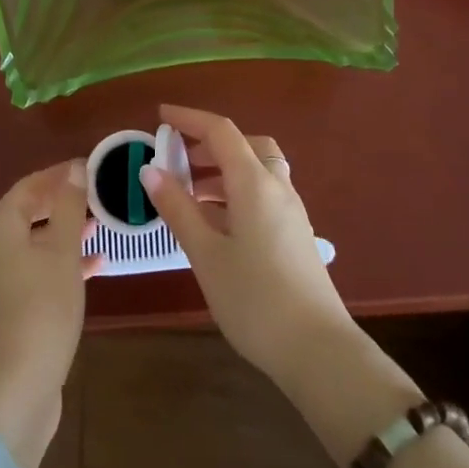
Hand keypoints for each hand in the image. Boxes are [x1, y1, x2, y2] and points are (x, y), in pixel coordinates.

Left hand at [0, 159, 96, 467]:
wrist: (14, 391)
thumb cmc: (41, 308)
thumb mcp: (63, 251)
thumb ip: (69, 207)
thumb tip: (73, 170)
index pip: (28, 186)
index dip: (58, 175)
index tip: (89, 168)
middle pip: (27, 214)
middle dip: (62, 205)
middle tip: (97, 197)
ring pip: (32, 246)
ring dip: (64, 236)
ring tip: (99, 229)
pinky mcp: (5, 313)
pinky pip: (33, 274)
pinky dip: (58, 266)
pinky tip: (92, 270)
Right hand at [142, 104, 354, 382]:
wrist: (318, 351)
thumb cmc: (254, 299)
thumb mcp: (205, 254)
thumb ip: (178, 208)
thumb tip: (150, 170)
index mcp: (254, 182)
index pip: (220, 131)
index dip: (189, 118)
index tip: (161, 116)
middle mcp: (277, 186)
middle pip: (245, 145)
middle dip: (209, 143)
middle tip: (177, 158)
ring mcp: (291, 211)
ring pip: (256, 170)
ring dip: (223, 169)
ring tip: (189, 193)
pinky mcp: (296, 234)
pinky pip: (264, 194)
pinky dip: (237, 191)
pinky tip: (216, 223)